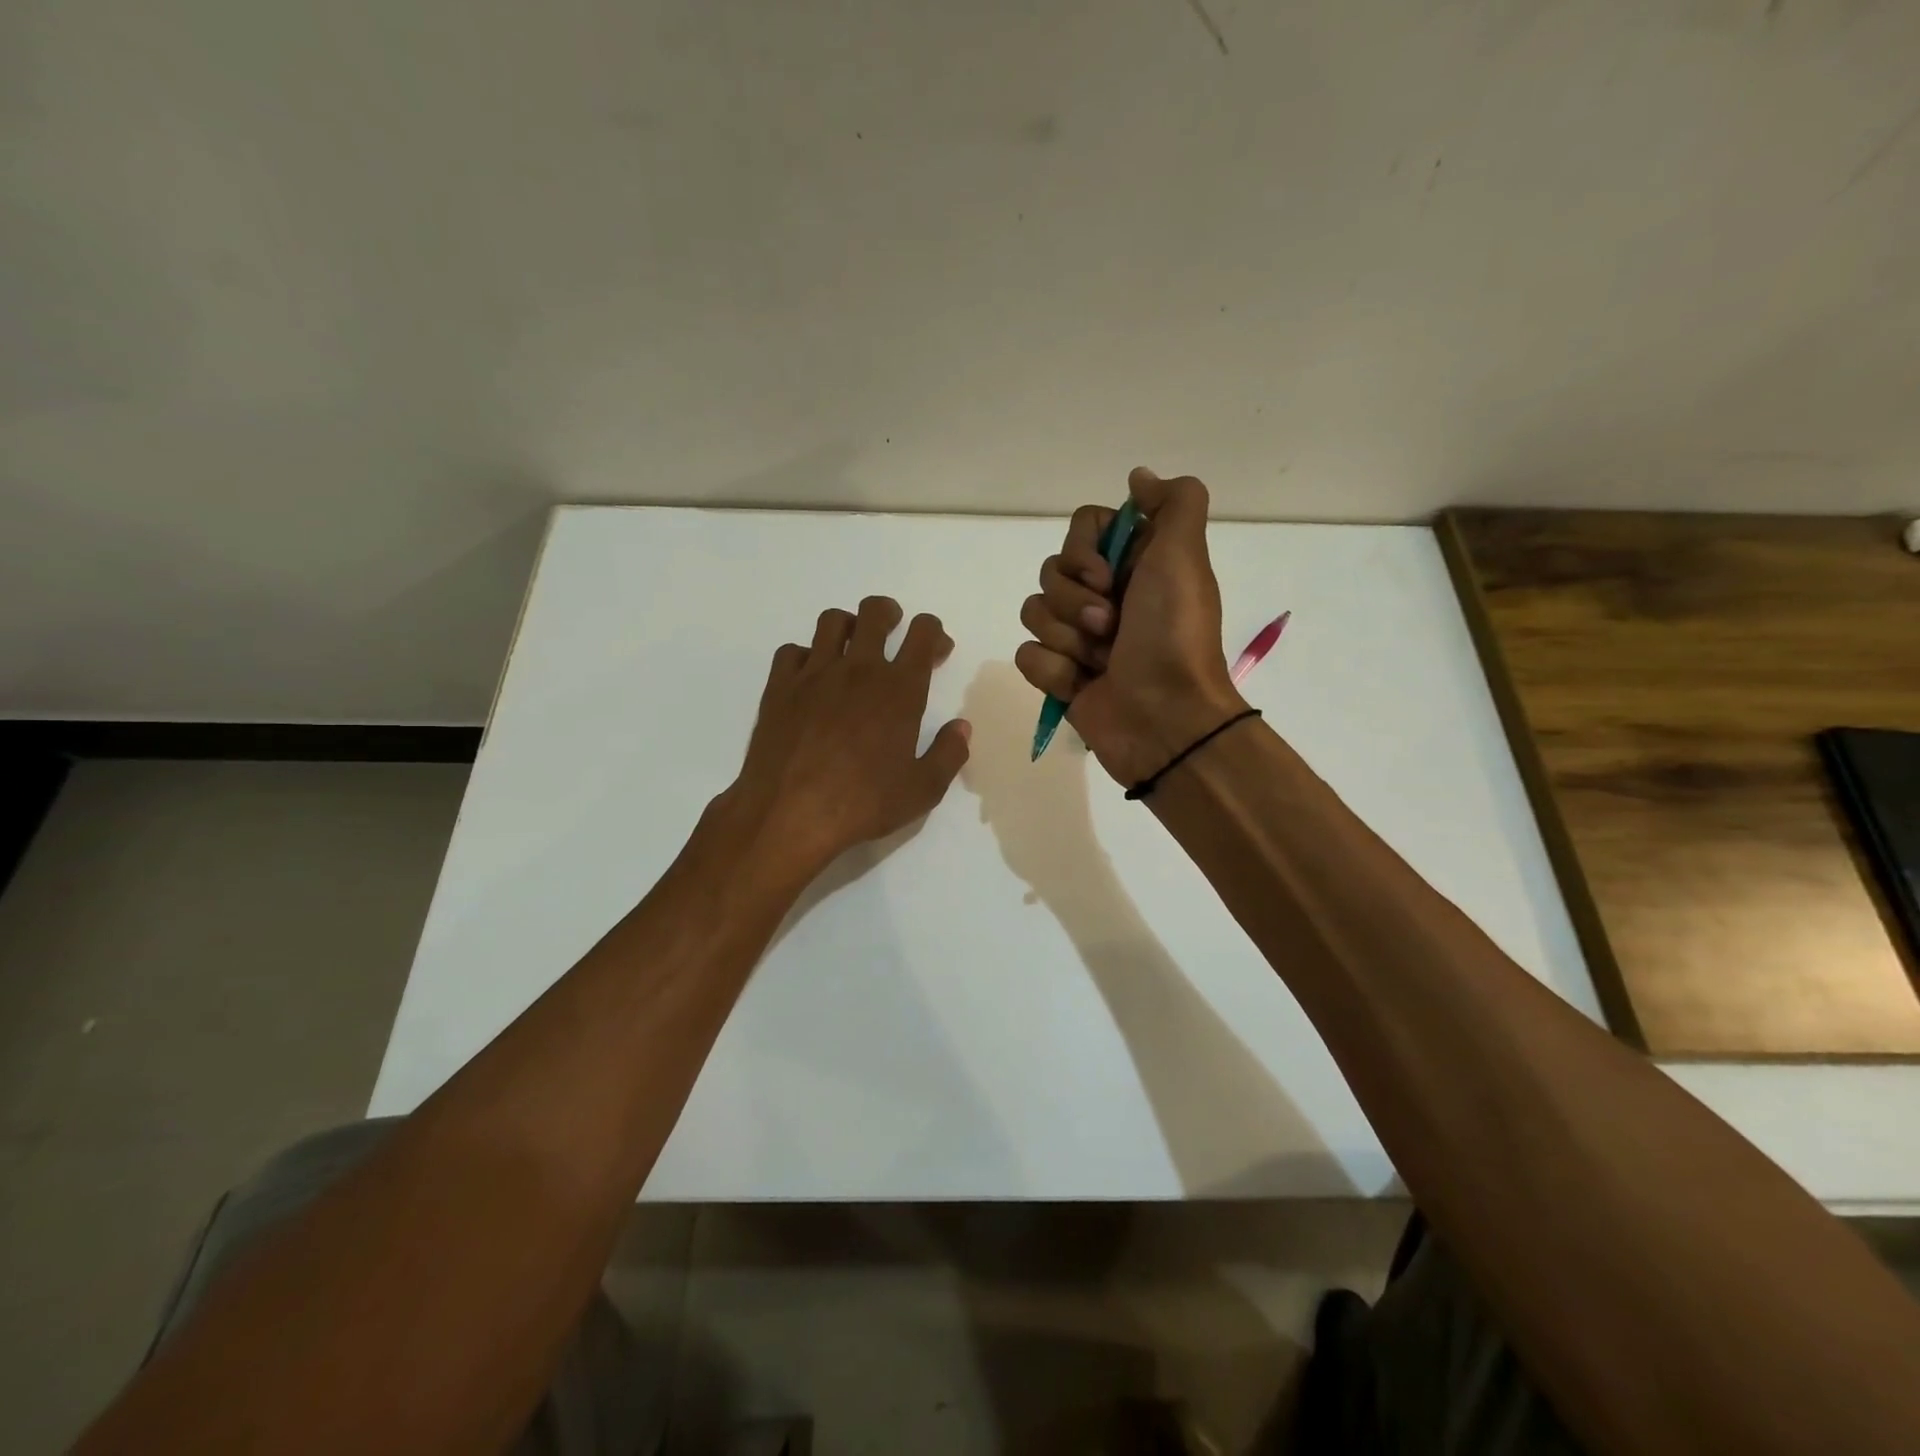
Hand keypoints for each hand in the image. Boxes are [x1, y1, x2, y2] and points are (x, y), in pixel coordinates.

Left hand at [724, 596, 970, 878]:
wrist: (789, 814)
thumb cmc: (862, 803)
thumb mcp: (922, 790)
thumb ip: (948, 754)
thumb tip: (961, 727)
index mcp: (899, 689)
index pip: (922, 634)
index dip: (934, 633)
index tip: (936, 650)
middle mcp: (858, 669)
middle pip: (875, 612)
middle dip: (890, 614)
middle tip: (893, 632)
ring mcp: (814, 674)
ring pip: (832, 621)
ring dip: (848, 626)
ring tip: (851, 649)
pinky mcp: (779, 687)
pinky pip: (792, 650)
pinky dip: (806, 656)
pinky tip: (811, 678)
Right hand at [1015, 467, 1246, 786]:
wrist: (1164, 719)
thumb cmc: (1173, 636)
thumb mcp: (1184, 556)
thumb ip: (1173, 503)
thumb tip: (1137, 477)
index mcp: (1133, 564)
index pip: (1081, 528)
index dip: (1084, 551)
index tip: (1107, 575)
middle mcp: (1104, 595)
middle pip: (1051, 570)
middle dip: (1076, 601)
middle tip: (1111, 626)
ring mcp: (1078, 637)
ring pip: (1034, 612)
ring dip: (1067, 638)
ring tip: (1100, 661)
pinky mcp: (1059, 675)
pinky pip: (1028, 655)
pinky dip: (1054, 672)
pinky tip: (1082, 686)